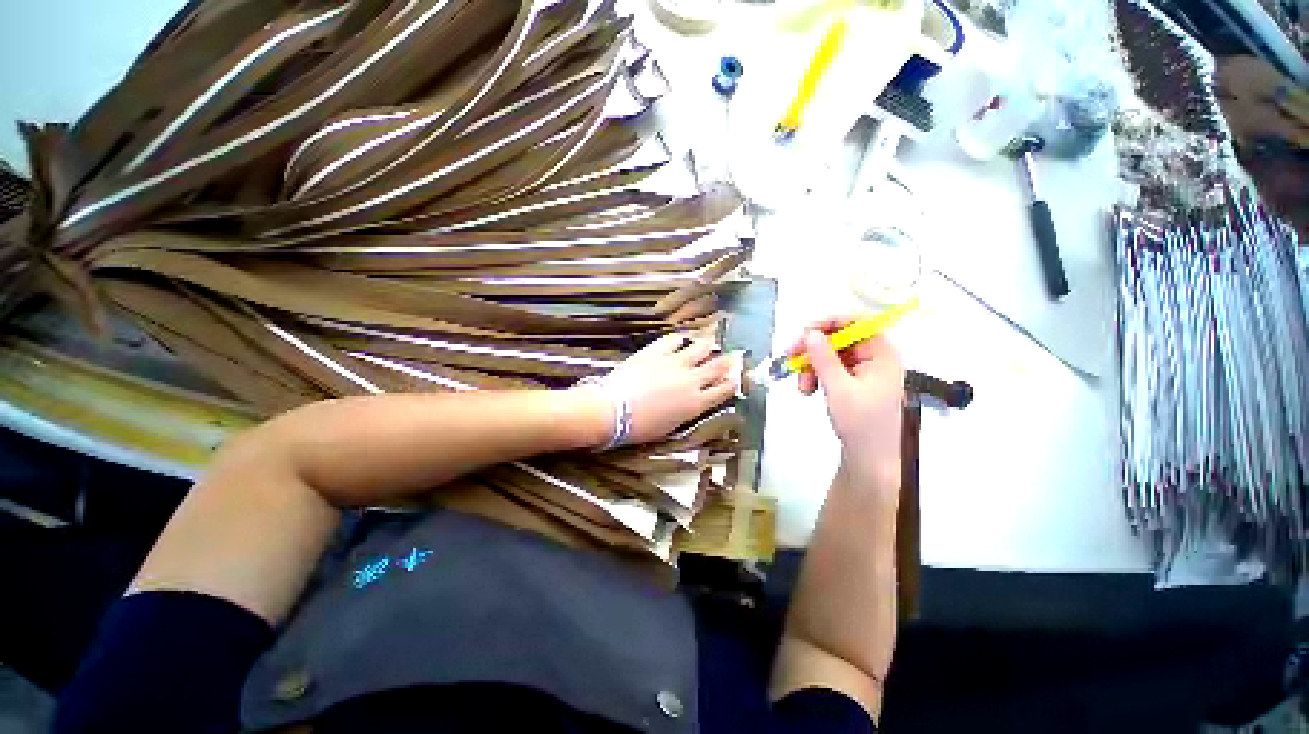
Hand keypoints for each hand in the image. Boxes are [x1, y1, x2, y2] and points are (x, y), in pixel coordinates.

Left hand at [596, 332, 737, 444]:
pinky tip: (681, 339)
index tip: (735, 377)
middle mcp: (691, 380)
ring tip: (710, 341)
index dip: (732, 382)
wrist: (613, 410)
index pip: (723, 390)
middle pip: (717, 366)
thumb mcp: (671, 426)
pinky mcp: (657, 351)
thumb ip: (688, 410)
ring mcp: (675, 362)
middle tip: (733, 355)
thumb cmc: (640, 428)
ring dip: (708, 345)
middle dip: (728, 361)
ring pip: (700, 347)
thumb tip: (694, 401)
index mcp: (696, 403)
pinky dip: (680, 339)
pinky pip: (674, 339)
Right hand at [790, 317, 904, 483]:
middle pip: (839, 338)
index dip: (829, 322)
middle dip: (813, 349)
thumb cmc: (860, 423)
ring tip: (802, 386)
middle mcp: (873, 357)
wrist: (868, 457)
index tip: (804, 331)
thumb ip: (824, 358)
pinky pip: (829, 368)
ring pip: (829, 354)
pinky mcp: (852, 381)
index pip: (857, 323)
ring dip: (810, 365)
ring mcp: (862, 370)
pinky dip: (815, 375)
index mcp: (882, 353)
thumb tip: (810, 333)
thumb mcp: (839, 389)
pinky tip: (808, 389)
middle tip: (791, 356)